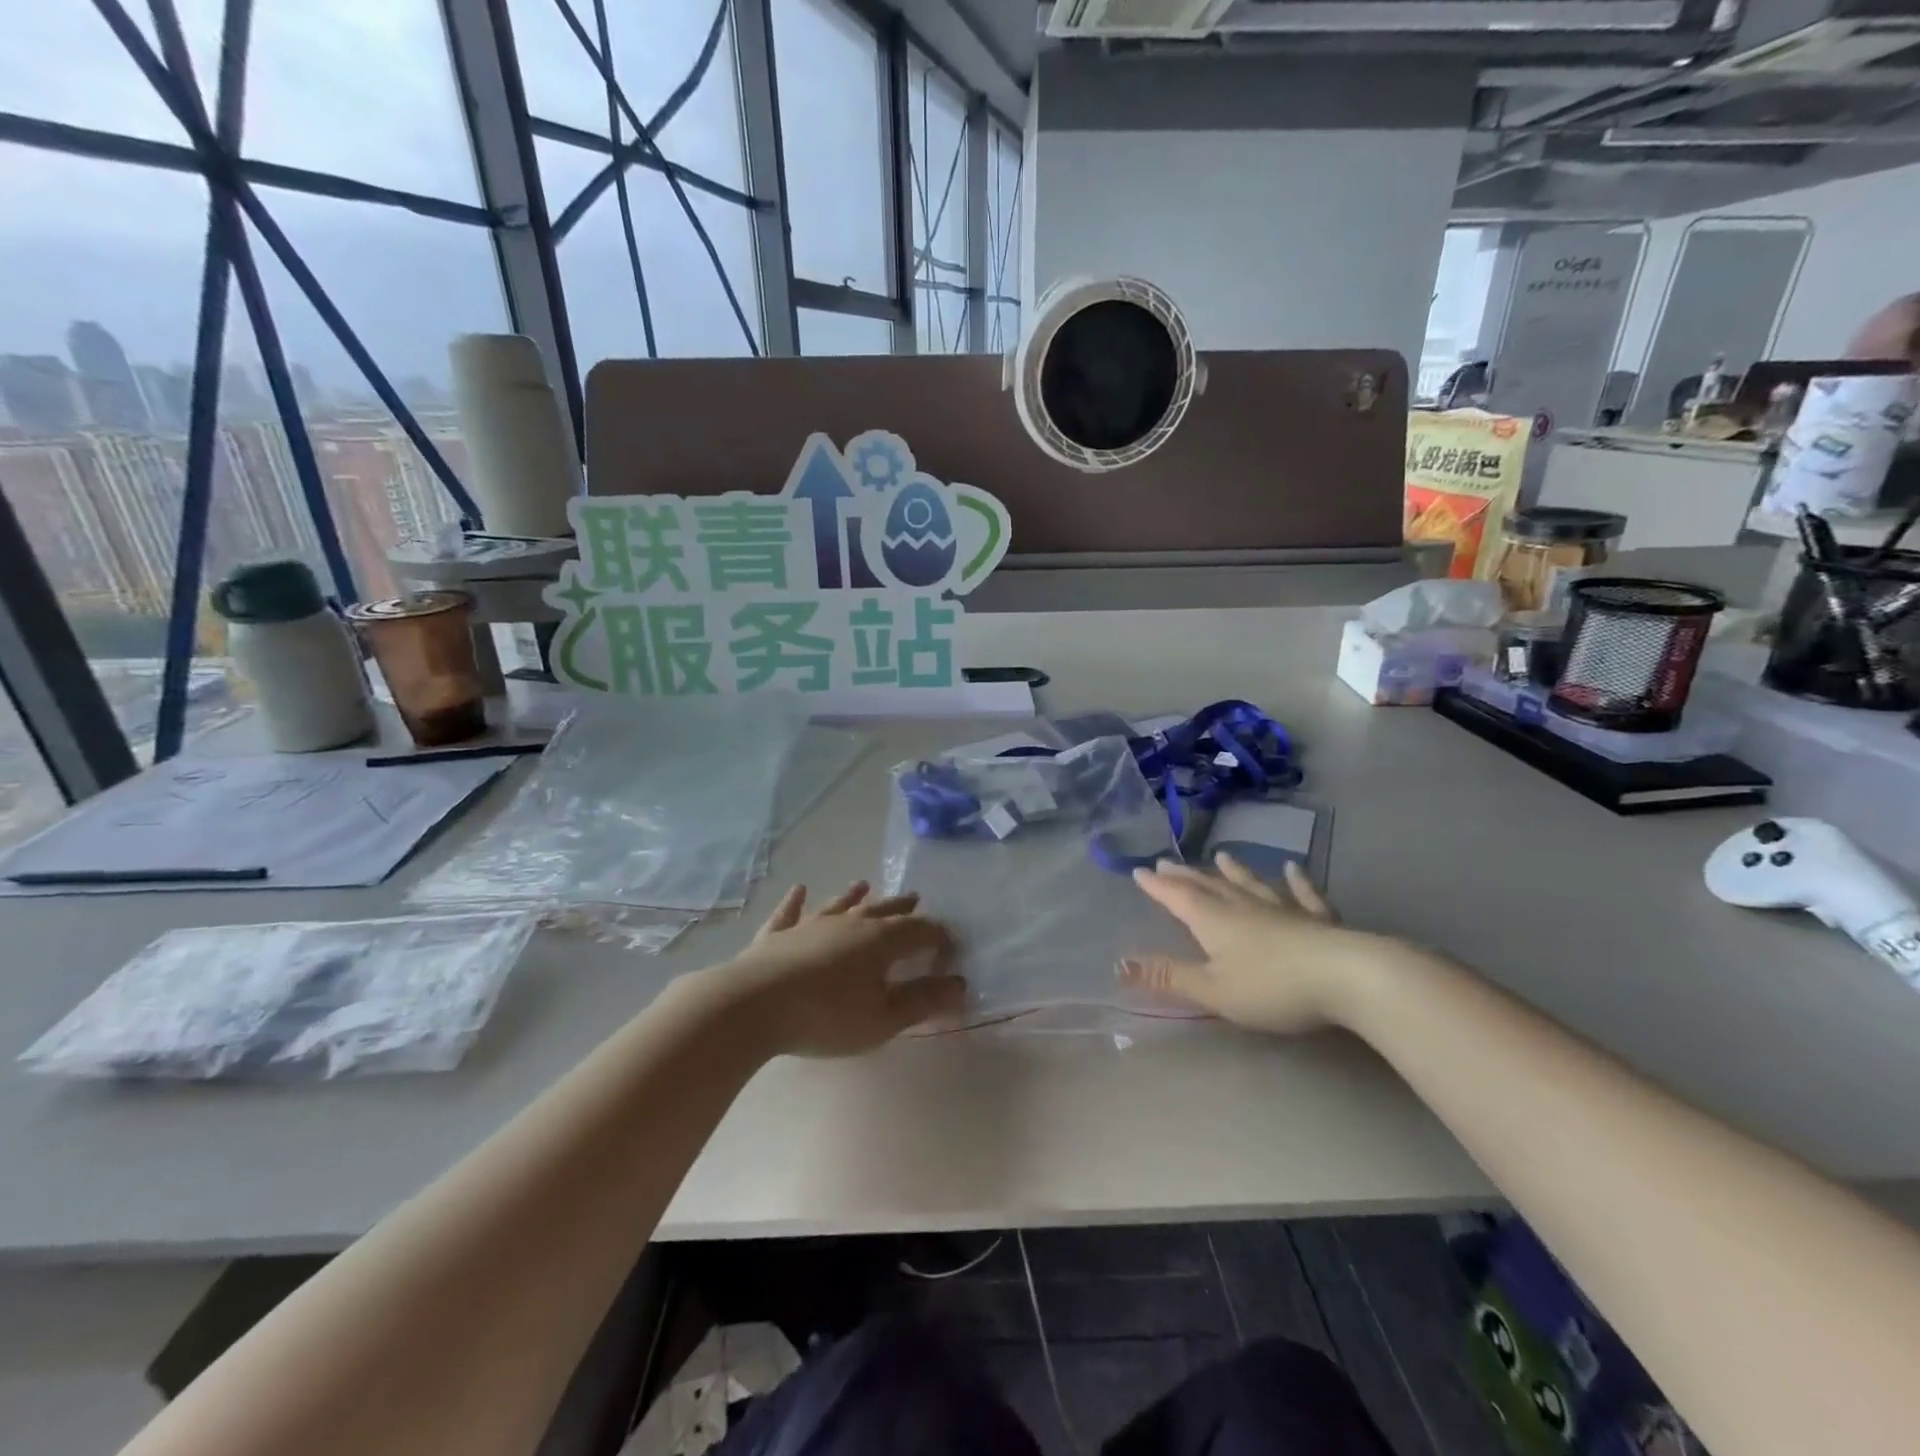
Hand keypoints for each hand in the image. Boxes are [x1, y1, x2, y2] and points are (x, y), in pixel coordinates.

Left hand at [711, 882, 965, 1057]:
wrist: (754, 1005)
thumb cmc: (827, 1016)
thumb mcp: (883, 1019)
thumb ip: (922, 1001)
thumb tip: (959, 984)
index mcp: (881, 940)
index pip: (919, 931)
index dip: (937, 937)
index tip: (949, 945)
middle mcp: (849, 923)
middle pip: (882, 910)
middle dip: (901, 907)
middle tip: (915, 897)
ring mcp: (810, 925)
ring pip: (839, 905)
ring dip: (853, 896)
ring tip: (865, 884)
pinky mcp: (777, 936)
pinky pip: (789, 913)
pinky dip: (795, 902)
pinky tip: (798, 889)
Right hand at [1120, 855, 1391, 1034]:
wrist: (1347, 977)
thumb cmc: (1271, 987)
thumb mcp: (1212, 989)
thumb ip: (1168, 976)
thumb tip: (1118, 963)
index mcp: (1213, 920)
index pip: (1177, 897)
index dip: (1157, 886)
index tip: (1139, 870)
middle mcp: (1244, 906)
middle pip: (1209, 886)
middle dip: (1186, 875)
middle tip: (1167, 861)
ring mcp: (1283, 909)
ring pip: (1251, 884)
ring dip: (1234, 871)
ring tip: (1222, 855)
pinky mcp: (1319, 920)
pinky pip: (1303, 895)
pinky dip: (1296, 881)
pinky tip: (1293, 868)